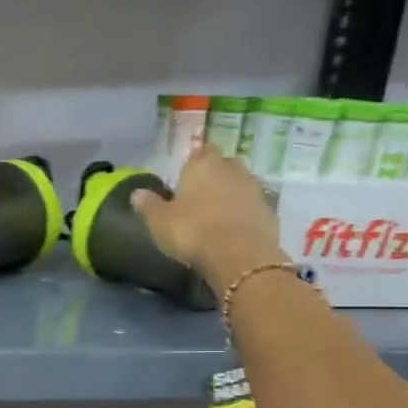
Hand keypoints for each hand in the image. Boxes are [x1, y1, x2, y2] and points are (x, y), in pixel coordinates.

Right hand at [132, 140, 285, 284]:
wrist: (239, 256)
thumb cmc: (192, 231)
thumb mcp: (159, 221)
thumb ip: (149, 205)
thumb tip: (137, 193)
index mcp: (203, 165)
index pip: (201, 150)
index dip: (194, 161)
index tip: (186, 176)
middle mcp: (232, 169)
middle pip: (224, 165)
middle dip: (214, 176)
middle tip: (200, 196)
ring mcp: (255, 190)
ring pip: (241, 185)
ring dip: (231, 196)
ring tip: (216, 215)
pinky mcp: (270, 212)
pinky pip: (253, 208)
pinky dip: (244, 215)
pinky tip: (233, 231)